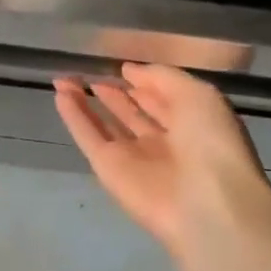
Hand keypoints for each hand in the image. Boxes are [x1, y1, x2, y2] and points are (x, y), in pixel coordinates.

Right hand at [54, 63, 270, 261]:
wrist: (205, 202)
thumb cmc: (211, 142)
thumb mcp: (197, 95)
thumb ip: (161, 77)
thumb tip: (128, 71)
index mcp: (192, 125)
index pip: (162, 100)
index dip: (142, 83)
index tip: (121, 67)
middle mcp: (162, 142)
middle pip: (131, 113)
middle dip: (112, 93)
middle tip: (88, 73)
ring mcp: (133, 157)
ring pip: (105, 124)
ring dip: (85, 102)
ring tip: (64, 79)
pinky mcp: (108, 169)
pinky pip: (88, 137)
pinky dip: (73, 117)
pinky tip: (59, 95)